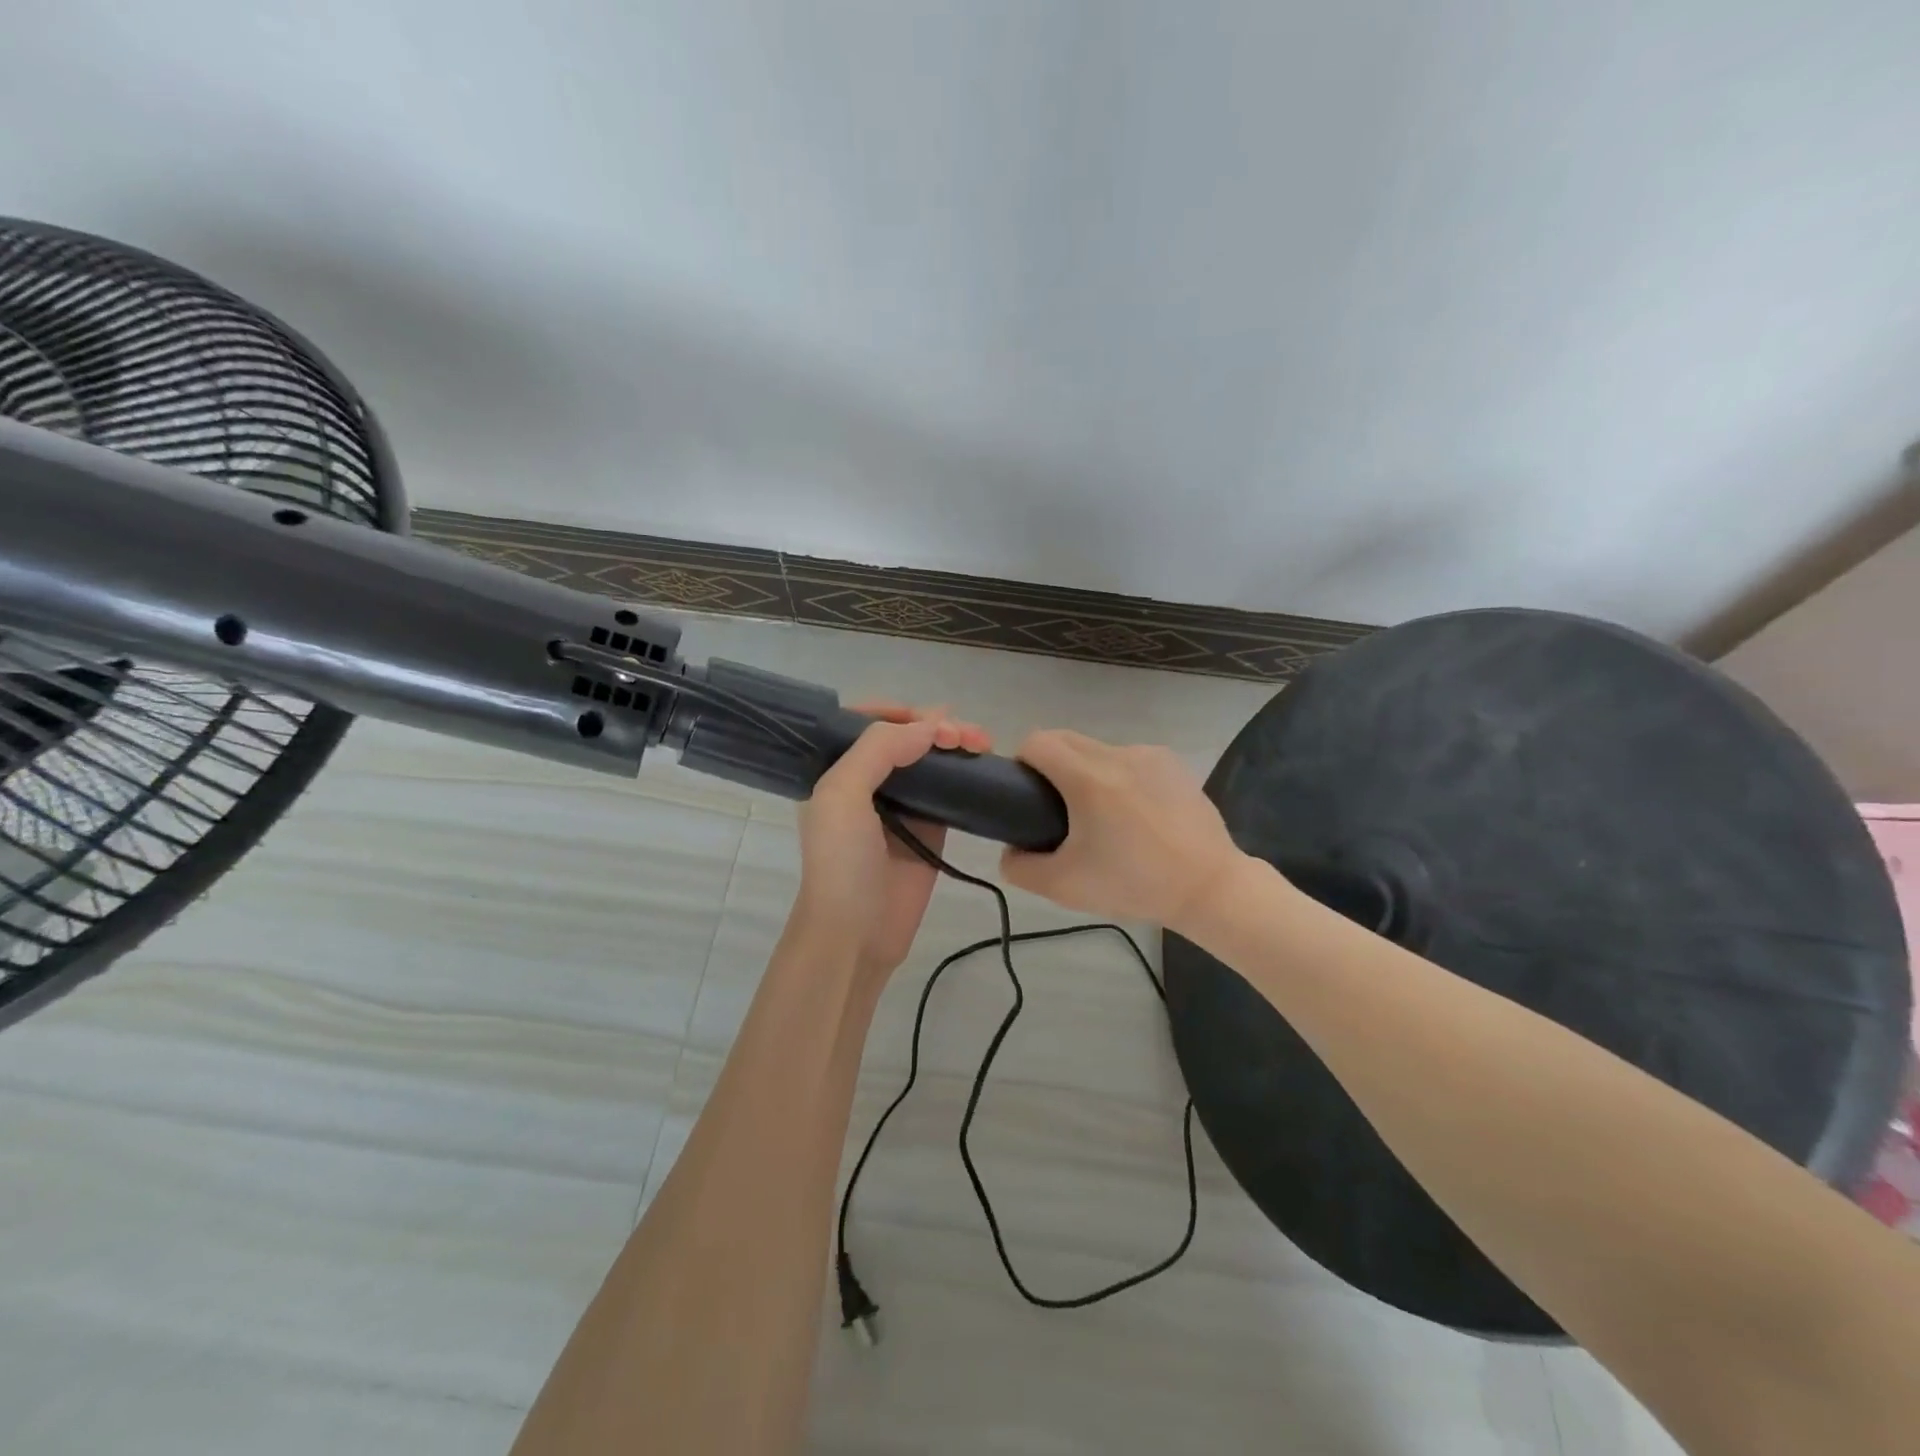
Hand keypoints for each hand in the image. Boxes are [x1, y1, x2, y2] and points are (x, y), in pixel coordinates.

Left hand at [796, 702, 991, 978]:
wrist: (856, 934)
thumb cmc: (840, 862)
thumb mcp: (842, 795)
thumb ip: (879, 749)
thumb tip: (931, 726)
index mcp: (835, 769)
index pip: (863, 722)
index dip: (896, 710)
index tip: (927, 716)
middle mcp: (867, 781)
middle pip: (904, 736)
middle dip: (935, 725)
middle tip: (963, 736)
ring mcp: (901, 805)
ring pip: (931, 759)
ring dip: (956, 743)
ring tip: (981, 744)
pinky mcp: (930, 828)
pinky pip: (951, 790)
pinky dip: (967, 772)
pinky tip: (984, 764)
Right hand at [999, 729, 1246, 930]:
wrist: (1208, 888)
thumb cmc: (1134, 884)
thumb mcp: (1064, 887)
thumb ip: (1020, 867)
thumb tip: (1011, 850)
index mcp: (1087, 778)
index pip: (1036, 742)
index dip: (1022, 763)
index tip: (1027, 794)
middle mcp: (1117, 754)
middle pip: (1065, 739)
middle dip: (1051, 764)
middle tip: (1057, 808)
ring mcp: (1149, 755)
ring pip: (1098, 749)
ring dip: (1087, 770)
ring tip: (1103, 815)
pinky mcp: (1173, 763)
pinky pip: (1129, 759)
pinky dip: (1120, 776)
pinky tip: (1136, 813)